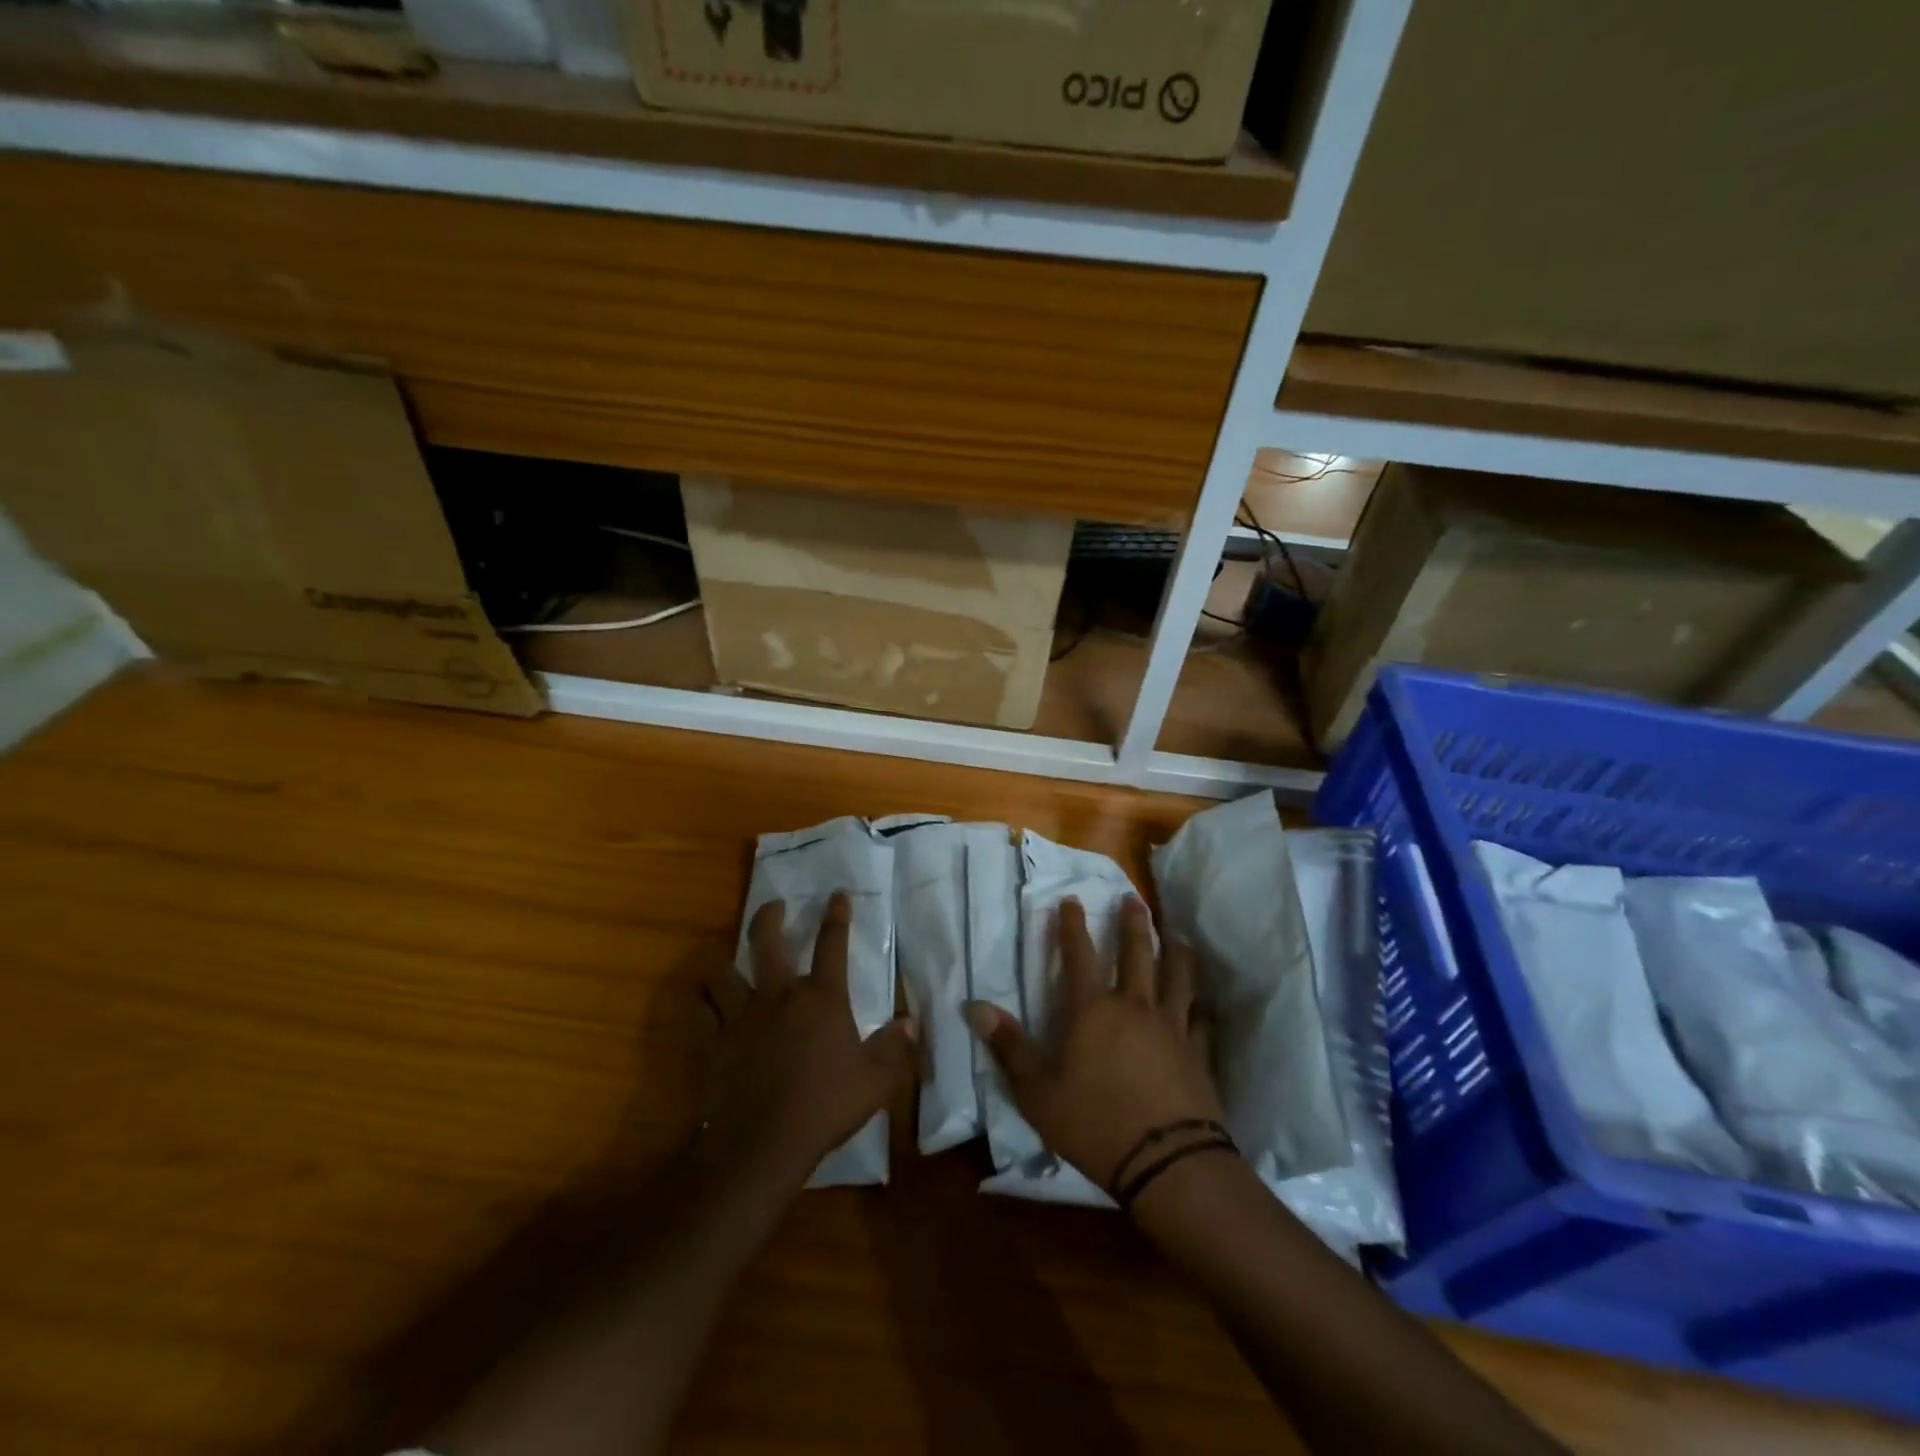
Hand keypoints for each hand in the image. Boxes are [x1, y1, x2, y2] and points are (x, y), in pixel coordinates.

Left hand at [704, 891, 917, 1190]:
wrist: (764, 1144)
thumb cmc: (826, 1106)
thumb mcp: (876, 1081)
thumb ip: (895, 1048)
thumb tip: (911, 1023)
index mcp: (821, 998)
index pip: (832, 944)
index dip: (837, 916)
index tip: (837, 895)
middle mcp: (779, 996)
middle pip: (767, 942)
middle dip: (769, 917)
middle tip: (774, 905)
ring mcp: (742, 1017)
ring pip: (723, 972)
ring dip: (722, 958)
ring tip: (723, 952)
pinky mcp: (716, 1043)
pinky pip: (702, 1013)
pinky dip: (701, 1002)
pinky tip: (701, 1000)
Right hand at [965, 897, 1225, 1191]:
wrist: (1169, 1163)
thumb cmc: (1095, 1124)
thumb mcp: (1037, 1093)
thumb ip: (1009, 1047)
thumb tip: (977, 1007)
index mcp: (1093, 1011)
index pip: (1079, 955)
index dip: (1073, 925)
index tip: (1072, 899)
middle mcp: (1135, 1007)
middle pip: (1137, 953)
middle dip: (1132, 923)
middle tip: (1132, 898)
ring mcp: (1172, 1027)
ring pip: (1177, 976)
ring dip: (1175, 951)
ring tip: (1177, 936)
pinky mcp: (1197, 1053)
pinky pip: (1199, 1018)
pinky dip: (1199, 1005)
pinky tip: (1201, 1004)